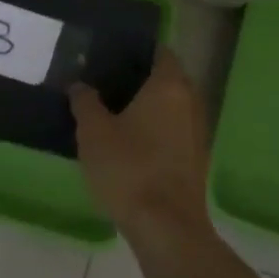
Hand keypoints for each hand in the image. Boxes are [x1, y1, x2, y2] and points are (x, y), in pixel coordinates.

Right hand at [68, 47, 212, 240]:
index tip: (113, 51)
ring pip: (172, 106)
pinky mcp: (197, 159)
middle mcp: (191, 101)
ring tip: (114, 110)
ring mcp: (198, 131)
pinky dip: (157, 129)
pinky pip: (175, 130)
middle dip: (141, 78)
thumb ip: (85, 102)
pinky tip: (131, 141)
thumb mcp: (93, 132)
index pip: (160, 51)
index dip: (138, 49)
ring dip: (150, 106)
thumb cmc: (129, 169)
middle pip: (167, 78)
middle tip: (107, 80)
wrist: (166, 228)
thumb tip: (79, 84)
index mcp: (169, 85)